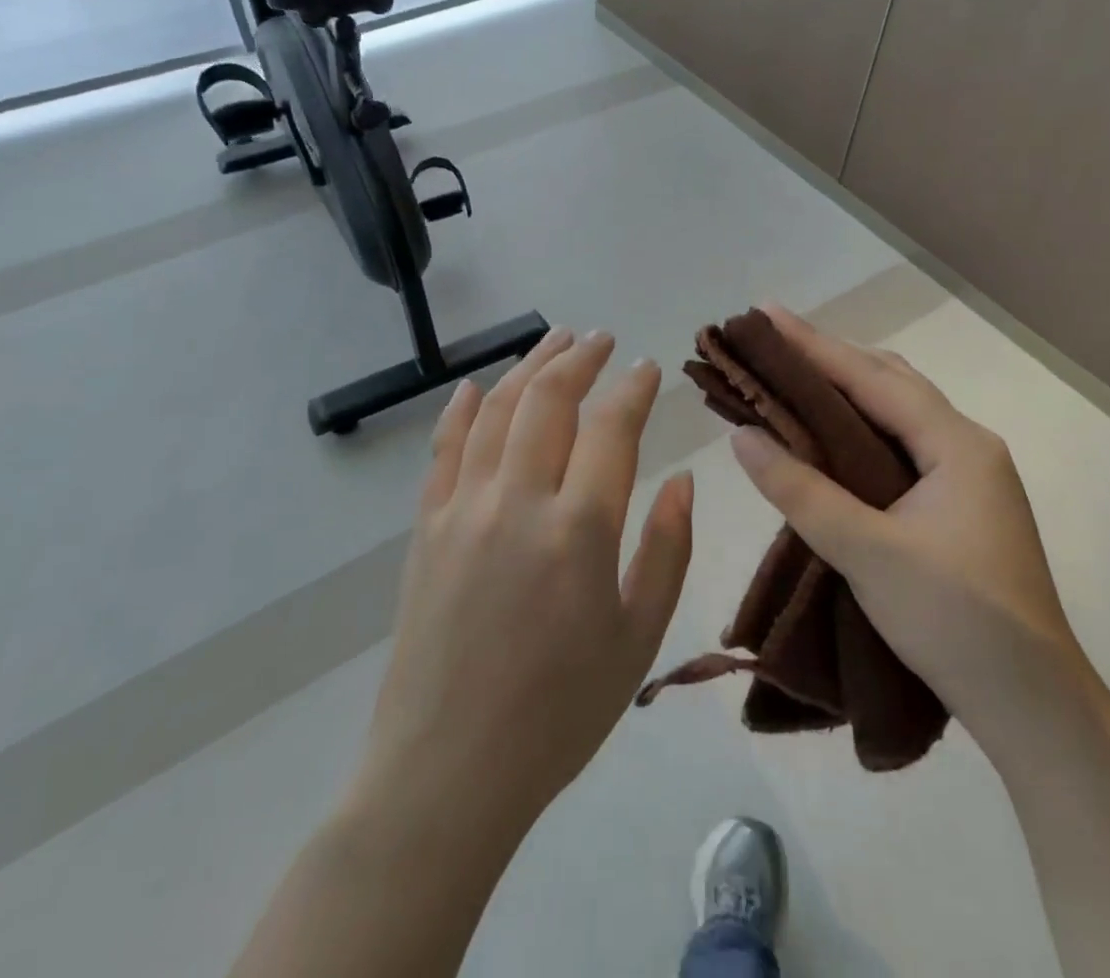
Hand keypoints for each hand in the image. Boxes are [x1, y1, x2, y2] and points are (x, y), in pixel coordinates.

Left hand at [354, 328, 695, 831]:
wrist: (448, 771)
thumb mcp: (637, 640)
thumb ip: (666, 551)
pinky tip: (475, 386)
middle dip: (580, 359)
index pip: (611, 429)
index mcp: (578, 530)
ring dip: (529, 367)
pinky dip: (461, 409)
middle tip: (602, 338)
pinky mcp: (426, 526)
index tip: (648, 366)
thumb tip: (683, 480)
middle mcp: (517, 501)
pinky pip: (444, 449)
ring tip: (554, 340)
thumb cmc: (558, 713)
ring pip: (497, 411)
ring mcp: (463, 508)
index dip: (634, 389)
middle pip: (549, 400)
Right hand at [729, 306, 1078, 736]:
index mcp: (956, 444)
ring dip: (847, 389)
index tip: (764, 314)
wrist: (1036, 710)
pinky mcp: (959, 506)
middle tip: (772, 342)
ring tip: (793, 376)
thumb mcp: (867, 553)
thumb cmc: (956, 621)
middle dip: (830, 357)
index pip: (871, 377)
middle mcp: (967, 446)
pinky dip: (860, 427)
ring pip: (898, 412)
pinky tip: (831, 436)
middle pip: (889, 382)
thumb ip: (801, 491)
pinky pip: (901, 444)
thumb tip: (741, 436)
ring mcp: (968, 476)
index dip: (814, 345)